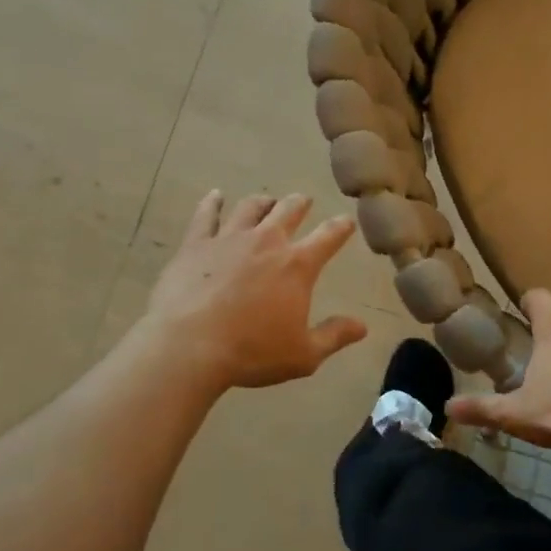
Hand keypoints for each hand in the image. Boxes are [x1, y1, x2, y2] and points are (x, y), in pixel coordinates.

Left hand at [146, 190, 368, 391]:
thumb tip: (362, 327)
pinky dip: (212, 202)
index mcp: (297, 265)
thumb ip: (334, 336)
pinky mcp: (196, 244)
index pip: (329, 236)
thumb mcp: (303, 355)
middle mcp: (266, 242)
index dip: (341, 227)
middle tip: (304, 201)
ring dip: (263, 202)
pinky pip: (206, 215)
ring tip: (266, 200)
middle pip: (288, 210)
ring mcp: (229, 238)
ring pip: (250, 207)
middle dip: (300, 204)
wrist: (188, 346)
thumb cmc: (251, 352)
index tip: (347, 221)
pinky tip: (215, 195)